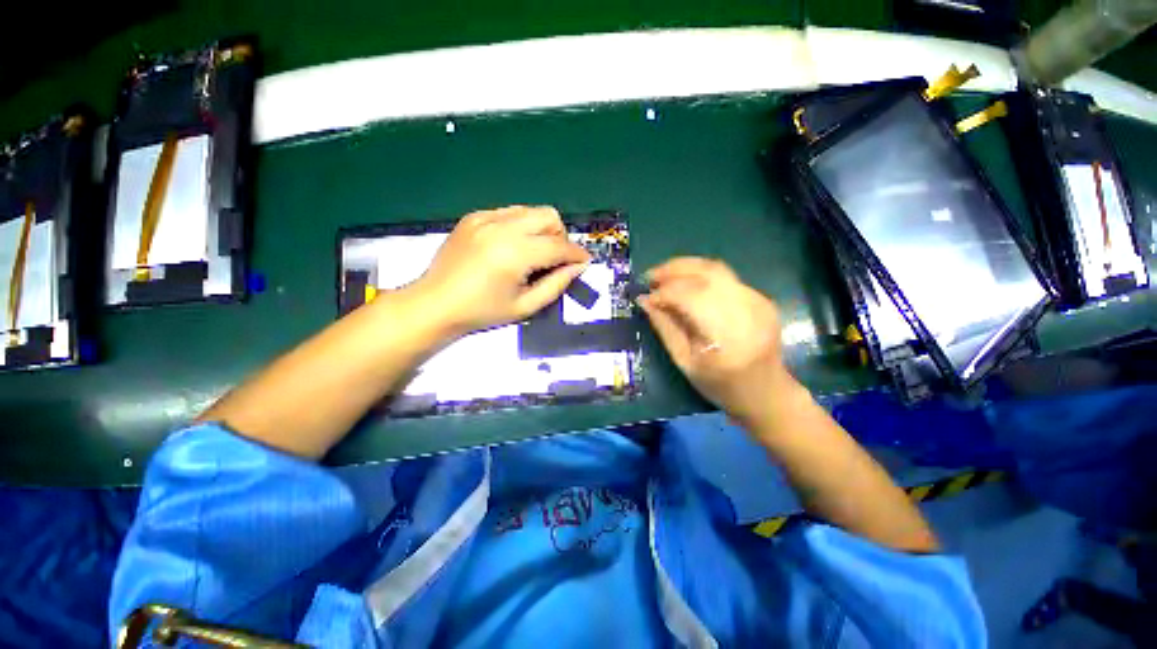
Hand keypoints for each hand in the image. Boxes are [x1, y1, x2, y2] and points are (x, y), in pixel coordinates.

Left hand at [414, 206, 590, 335]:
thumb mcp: (525, 306)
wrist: (435, 303)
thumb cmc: (482, 312)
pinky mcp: (474, 217)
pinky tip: (510, 246)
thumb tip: (578, 267)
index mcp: (515, 254)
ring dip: (541, 229)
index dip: (576, 254)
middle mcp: (502, 228)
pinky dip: (520, 226)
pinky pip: (509, 212)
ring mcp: (485, 218)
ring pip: (531, 210)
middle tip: (553, 259)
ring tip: (532, 253)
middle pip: (549, 216)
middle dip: (559, 236)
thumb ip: (556, 285)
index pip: (558, 246)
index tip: (584, 261)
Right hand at [639, 258, 795, 423]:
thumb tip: (644, 301)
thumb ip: (665, 328)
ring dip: (686, 268)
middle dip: (673, 270)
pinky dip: (701, 276)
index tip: (645, 297)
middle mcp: (747, 311)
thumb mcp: (685, 362)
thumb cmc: (720, 385)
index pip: (692, 298)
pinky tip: (687, 285)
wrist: (766, 392)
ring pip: (717, 269)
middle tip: (650, 277)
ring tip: (664, 276)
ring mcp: (758, 301)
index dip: (665, 293)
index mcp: (727, 337)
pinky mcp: (761, 298)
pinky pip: (725, 277)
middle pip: (707, 273)